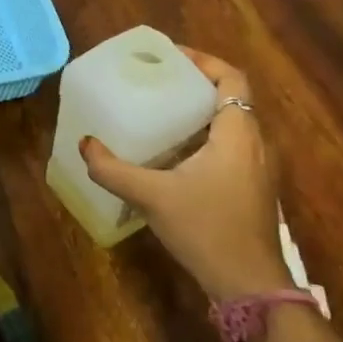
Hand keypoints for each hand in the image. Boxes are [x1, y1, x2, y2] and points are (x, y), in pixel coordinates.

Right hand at [79, 49, 290, 300]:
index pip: (232, 79)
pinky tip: (175, 155)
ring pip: (232, 125)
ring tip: (162, 112)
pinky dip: (205, 138)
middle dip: (196, 85)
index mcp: (237, 134)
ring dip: (201, 113)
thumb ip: (113, 170)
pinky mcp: (252, 190)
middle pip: (231, 99)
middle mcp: (254, 144)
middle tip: (158, 82)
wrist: (249, 285)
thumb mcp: (152, 197)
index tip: (171, 57)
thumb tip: (85, 145)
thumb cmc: (206, 230)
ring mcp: (257, 169)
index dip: (204, 62)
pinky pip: (230, 148)